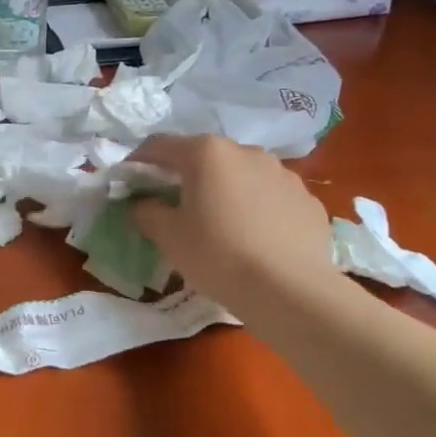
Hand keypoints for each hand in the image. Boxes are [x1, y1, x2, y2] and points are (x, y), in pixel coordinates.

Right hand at [127, 135, 335, 305]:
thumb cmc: (218, 255)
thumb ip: (146, 211)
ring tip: (219, 222)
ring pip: (241, 174)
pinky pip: (270, 196)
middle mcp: (246, 151)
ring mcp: (283, 173)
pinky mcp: (307, 199)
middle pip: (204, 156)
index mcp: (207, 153)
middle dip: (184, 175)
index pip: (160, 145)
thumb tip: (142, 202)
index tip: (128, 182)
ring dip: (224, 189)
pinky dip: (256, 208)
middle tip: (173, 204)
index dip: (139, 161)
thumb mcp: (168, 236)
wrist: (290, 291)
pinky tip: (254, 237)